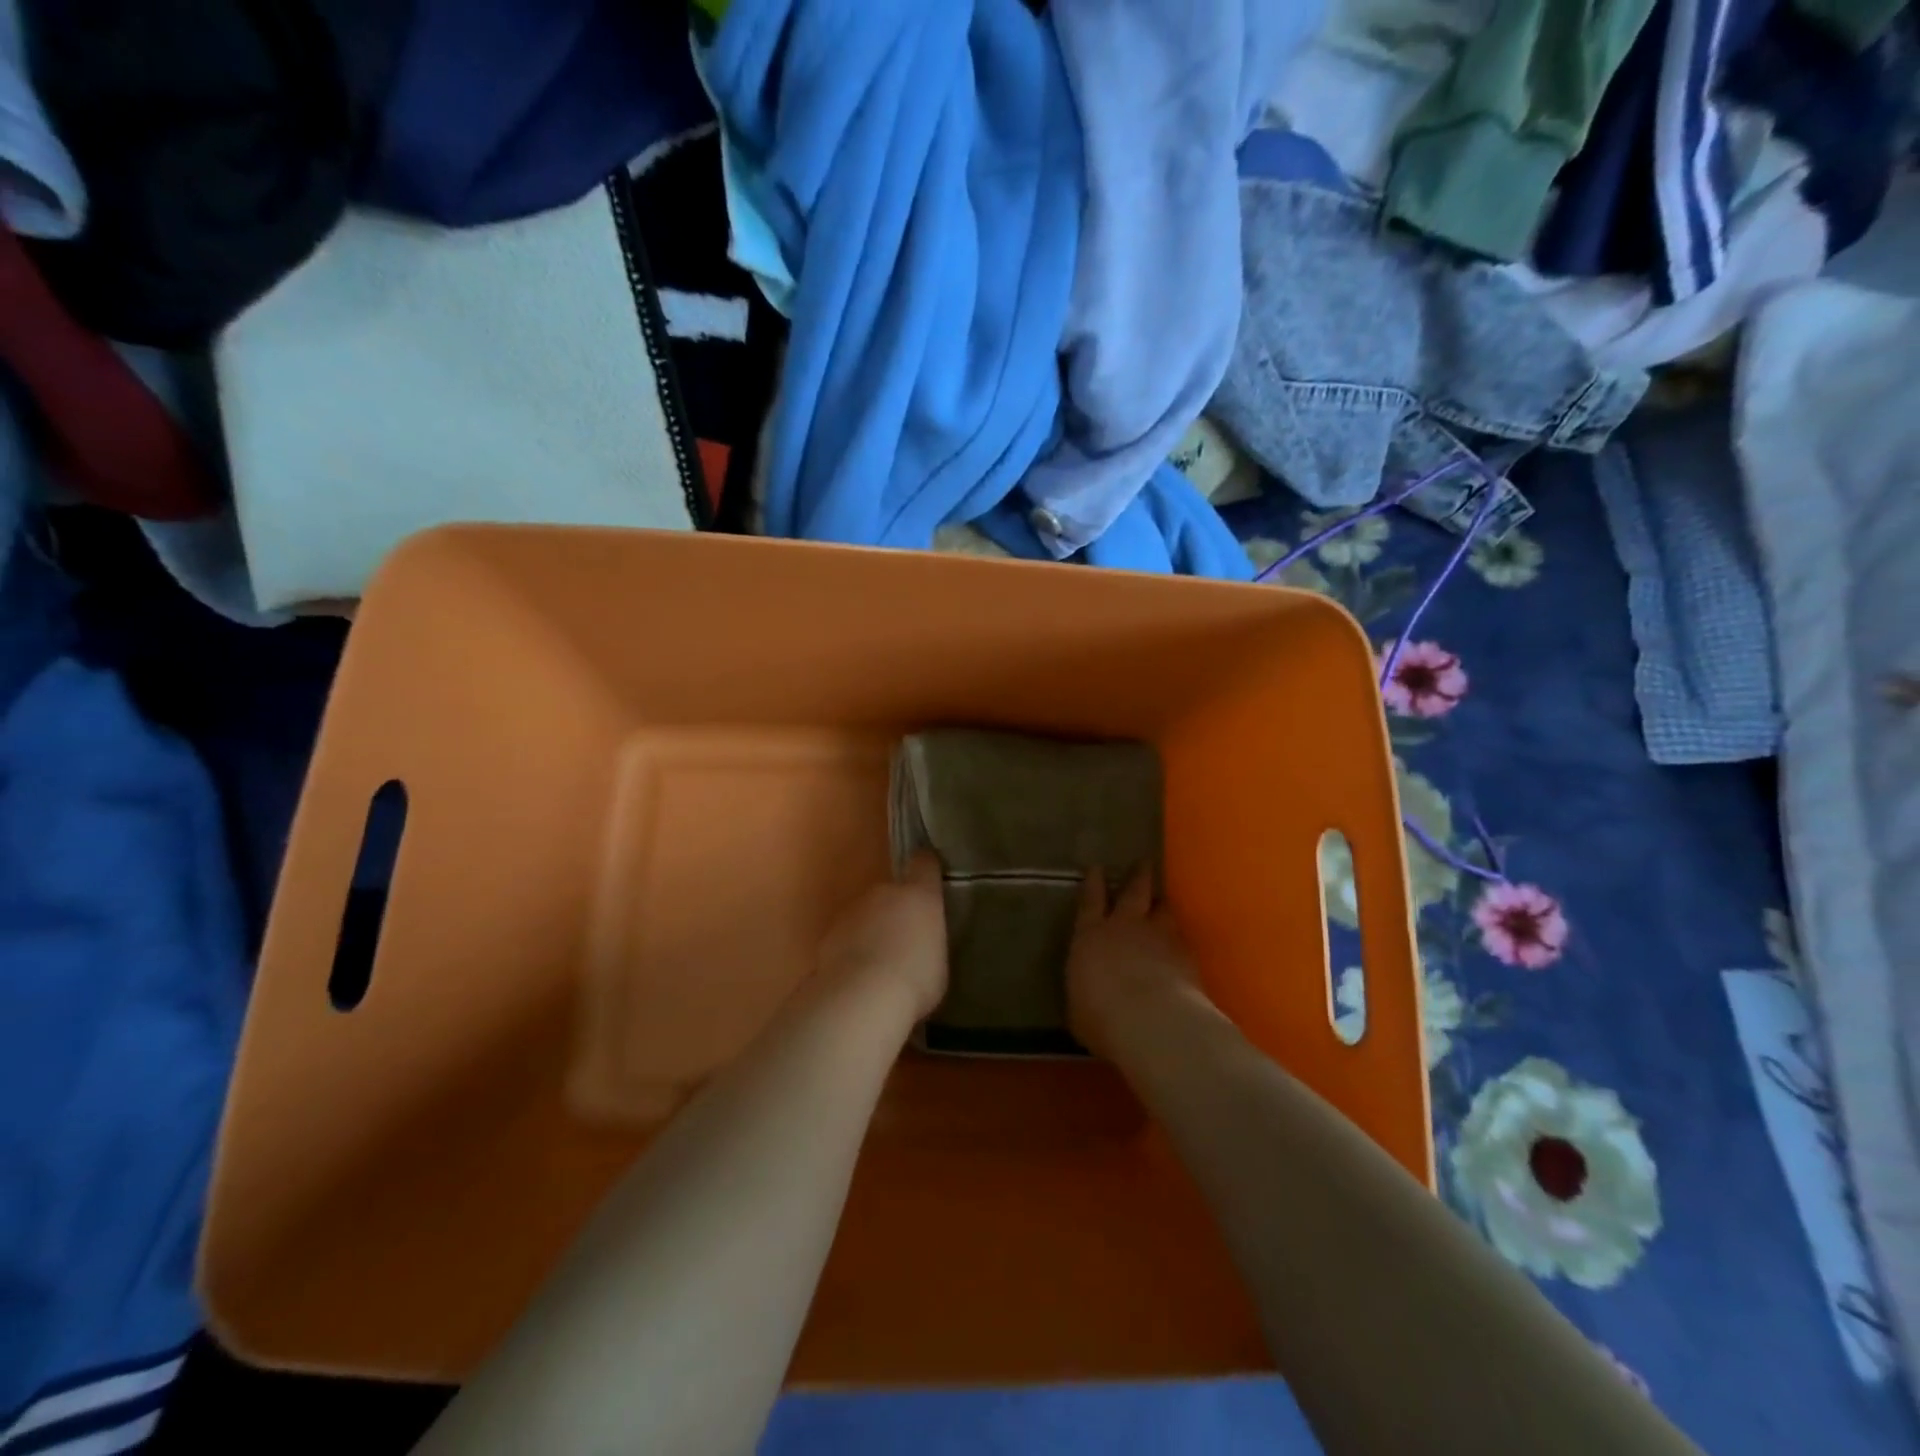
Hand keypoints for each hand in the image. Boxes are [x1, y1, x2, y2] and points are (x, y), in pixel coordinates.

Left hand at [816, 853, 949, 1021]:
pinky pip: (847, 935)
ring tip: (879, 965)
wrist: (861, 999)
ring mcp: (853, 911)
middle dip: (897, 911)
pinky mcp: (829, 933)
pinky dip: (851, 948)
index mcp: (920, 895)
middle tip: (905, 942)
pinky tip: (858, 976)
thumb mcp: (939, 962)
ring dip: (872, 930)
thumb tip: (920, 945)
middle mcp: (885, 892)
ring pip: (866, 913)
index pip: (924, 864)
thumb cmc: (916, 980)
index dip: (927, 869)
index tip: (930, 878)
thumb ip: (930, 942)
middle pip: (892, 892)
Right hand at [1067, 869, 1203, 1059]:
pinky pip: (1182, 938)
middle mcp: (1125, 927)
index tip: (1097, 867)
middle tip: (1144, 862)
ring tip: (1164, 901)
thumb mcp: (1079, 1007)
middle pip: (1134, 892)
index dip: (1094, 882)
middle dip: (1138, 876)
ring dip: (1162, 904)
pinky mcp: (1186, 954)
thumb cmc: (1100, 1017)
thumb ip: (1085, 991)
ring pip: (1163, 909)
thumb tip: (1088, 993)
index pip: (1090, 901)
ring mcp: (1159, 937)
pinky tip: (1181, 944)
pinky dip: (1179, 938)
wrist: (1152, 1022)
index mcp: (1091, 936)